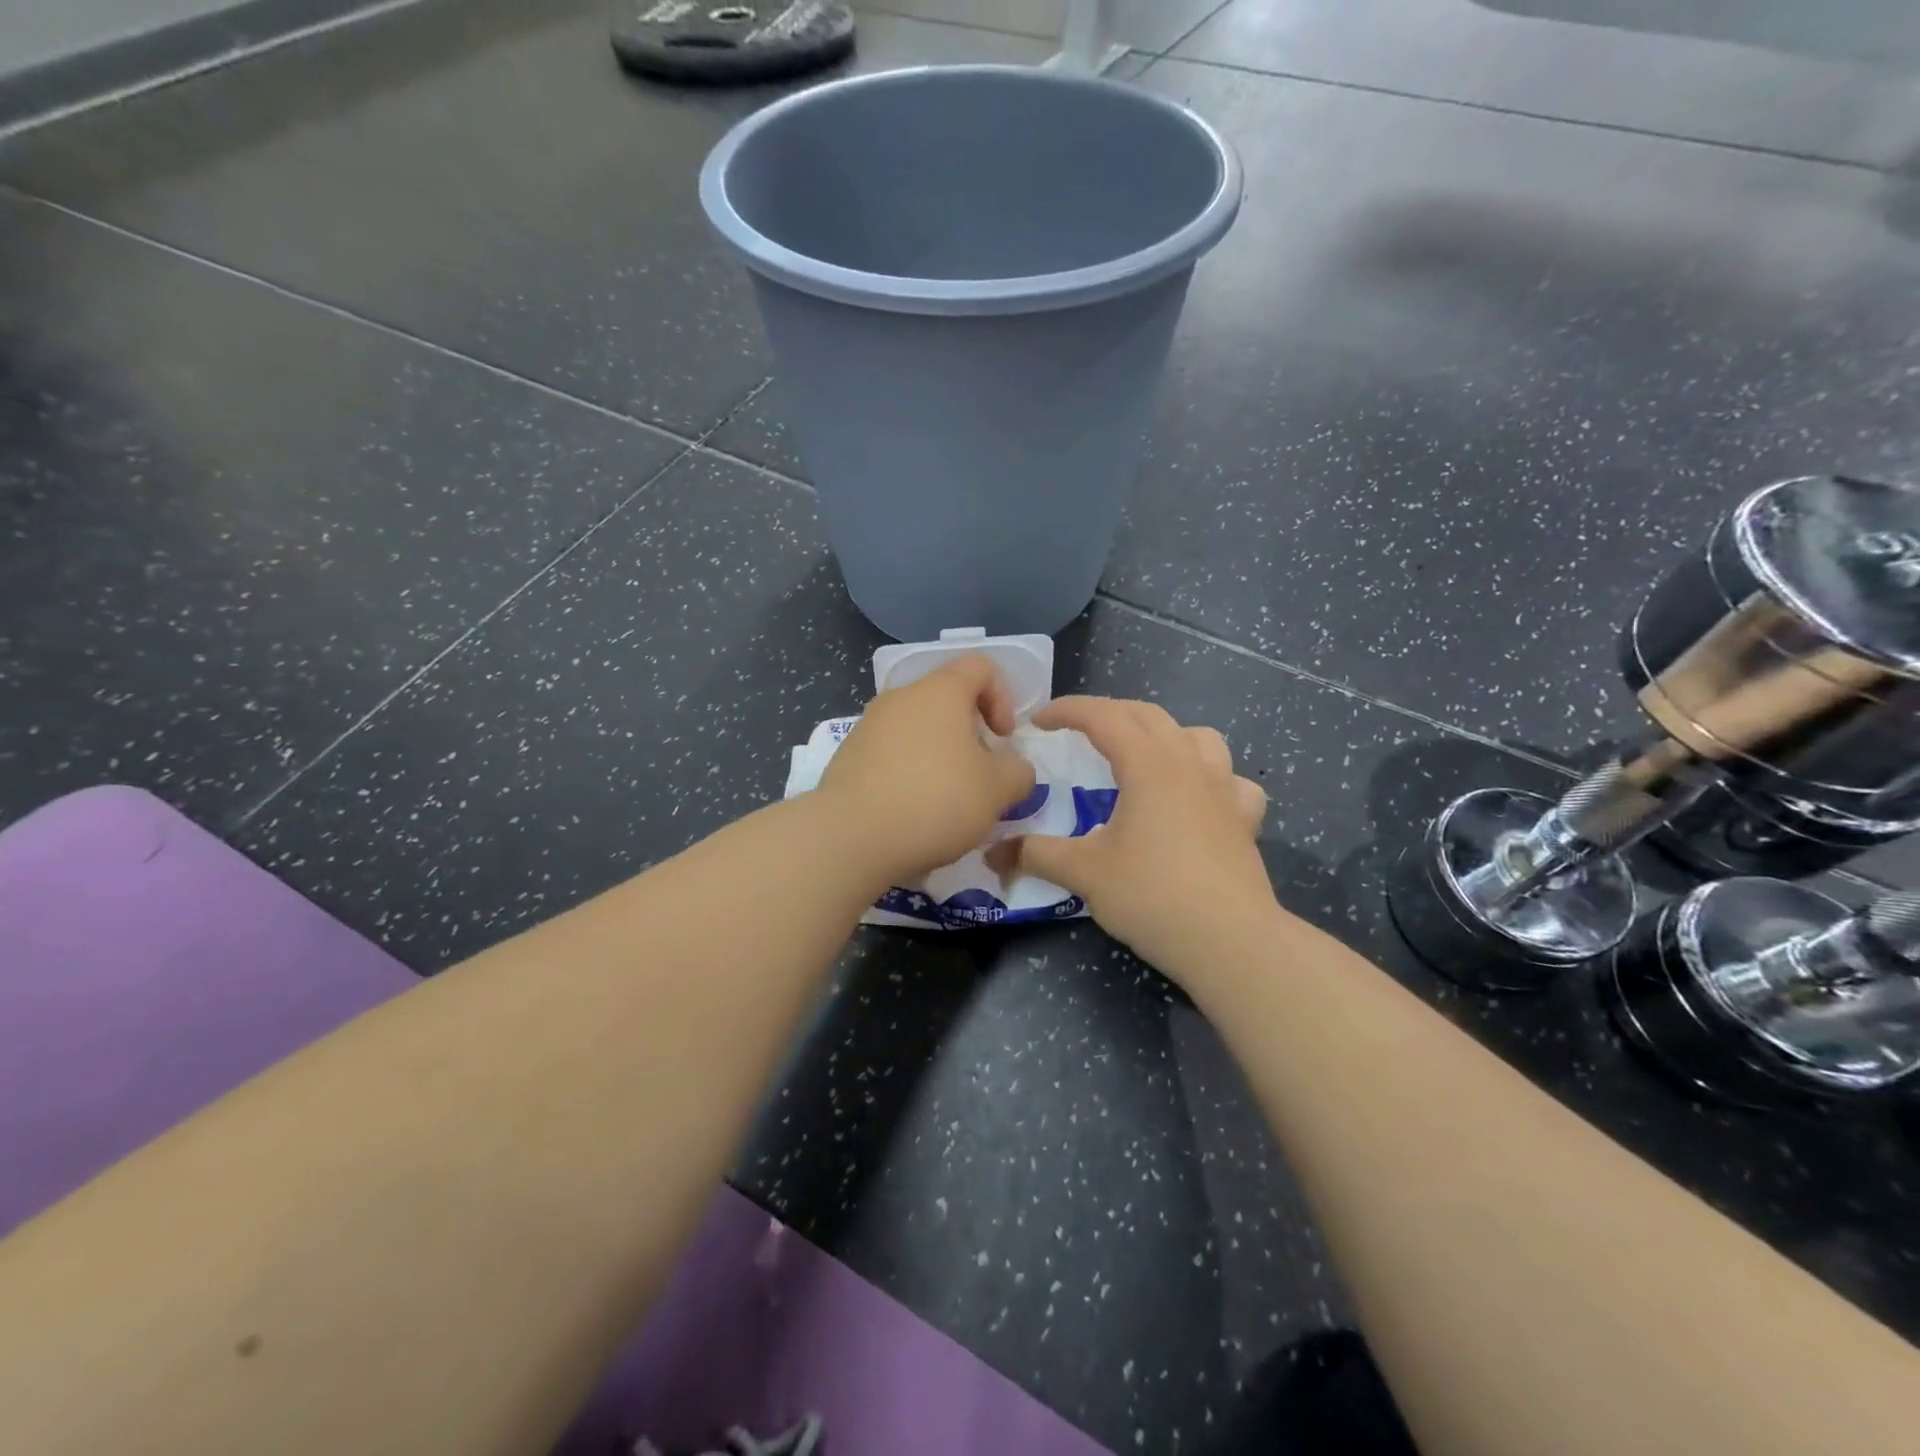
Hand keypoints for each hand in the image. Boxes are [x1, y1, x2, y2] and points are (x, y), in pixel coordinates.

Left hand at [816, 655, 1037, 884]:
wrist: (851, 837)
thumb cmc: (935, 801)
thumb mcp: (998, 790)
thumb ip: (1018, 771)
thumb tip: (1013, 768)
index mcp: (940, 691)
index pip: (980, 667)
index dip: (1002, 698)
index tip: (1003, 739)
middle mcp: (901, 697)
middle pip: (946, 699)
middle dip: (970, 732)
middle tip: (979, 774)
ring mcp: (868, 725)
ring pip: (916, 728)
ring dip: (939, 754)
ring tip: (946, 799)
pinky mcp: (848, 756)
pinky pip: (890, 752)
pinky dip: (908, 772)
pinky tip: (912, 811)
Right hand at [1011, 697, 1272, 978]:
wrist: (1231, 942)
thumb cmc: (1153, 896)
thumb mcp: (1085, 873)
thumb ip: (1036, 854)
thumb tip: (992, 852)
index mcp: (1149, 765)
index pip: (1104, 716)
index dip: (1067, 710)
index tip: (1038, 721)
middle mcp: (1189, 764)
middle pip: (1148, 716)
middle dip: (1108, 713)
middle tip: (1077, 731)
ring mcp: (1224, 789)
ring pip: (1197, 736)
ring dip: (1164, 734)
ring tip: (1142, 755)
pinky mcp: (1245, 819)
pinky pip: (1231, 781)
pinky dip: (1211, 777)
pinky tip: (1199, 800)